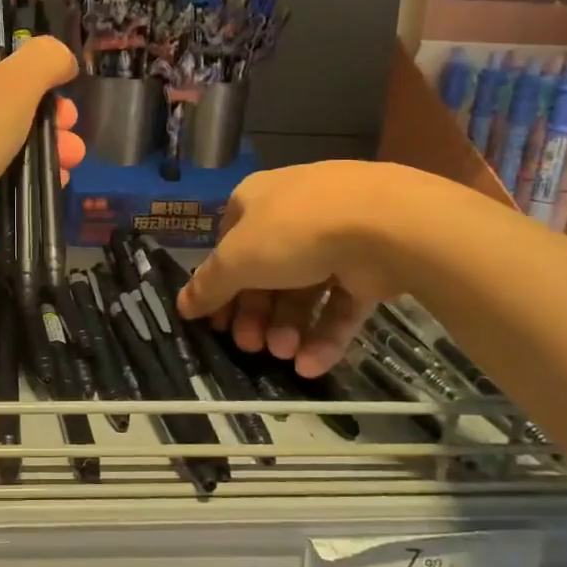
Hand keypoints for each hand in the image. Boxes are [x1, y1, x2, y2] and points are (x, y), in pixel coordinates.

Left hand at [0, 39, 83, 278]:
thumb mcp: (13, 81)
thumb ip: (44, 60)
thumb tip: (64, 58)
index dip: (26, 74)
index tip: (59, 86)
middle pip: (4, 107)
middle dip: (46, 116)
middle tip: (69, 124)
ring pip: (9, 146)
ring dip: (48, 147)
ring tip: (74, 156)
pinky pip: (6, 181)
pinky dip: (33, 179)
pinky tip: (60, 179)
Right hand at [176, 163, 411, 377]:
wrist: (385, 224)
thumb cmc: (293, 231)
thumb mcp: (237, 259)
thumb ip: (209, 285)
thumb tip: (181, 305)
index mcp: (255, 202)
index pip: (228, 247)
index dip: (219, 287)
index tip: (215, 323)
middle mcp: (293, 217)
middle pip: (265, 274)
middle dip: (256, 315)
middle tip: (250, 347)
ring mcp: (335, 239)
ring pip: (303, 291)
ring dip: (288, 327)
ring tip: (284, 356)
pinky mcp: (370, 266)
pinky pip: (340, 303)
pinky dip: (324, 334)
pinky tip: (311, 365)